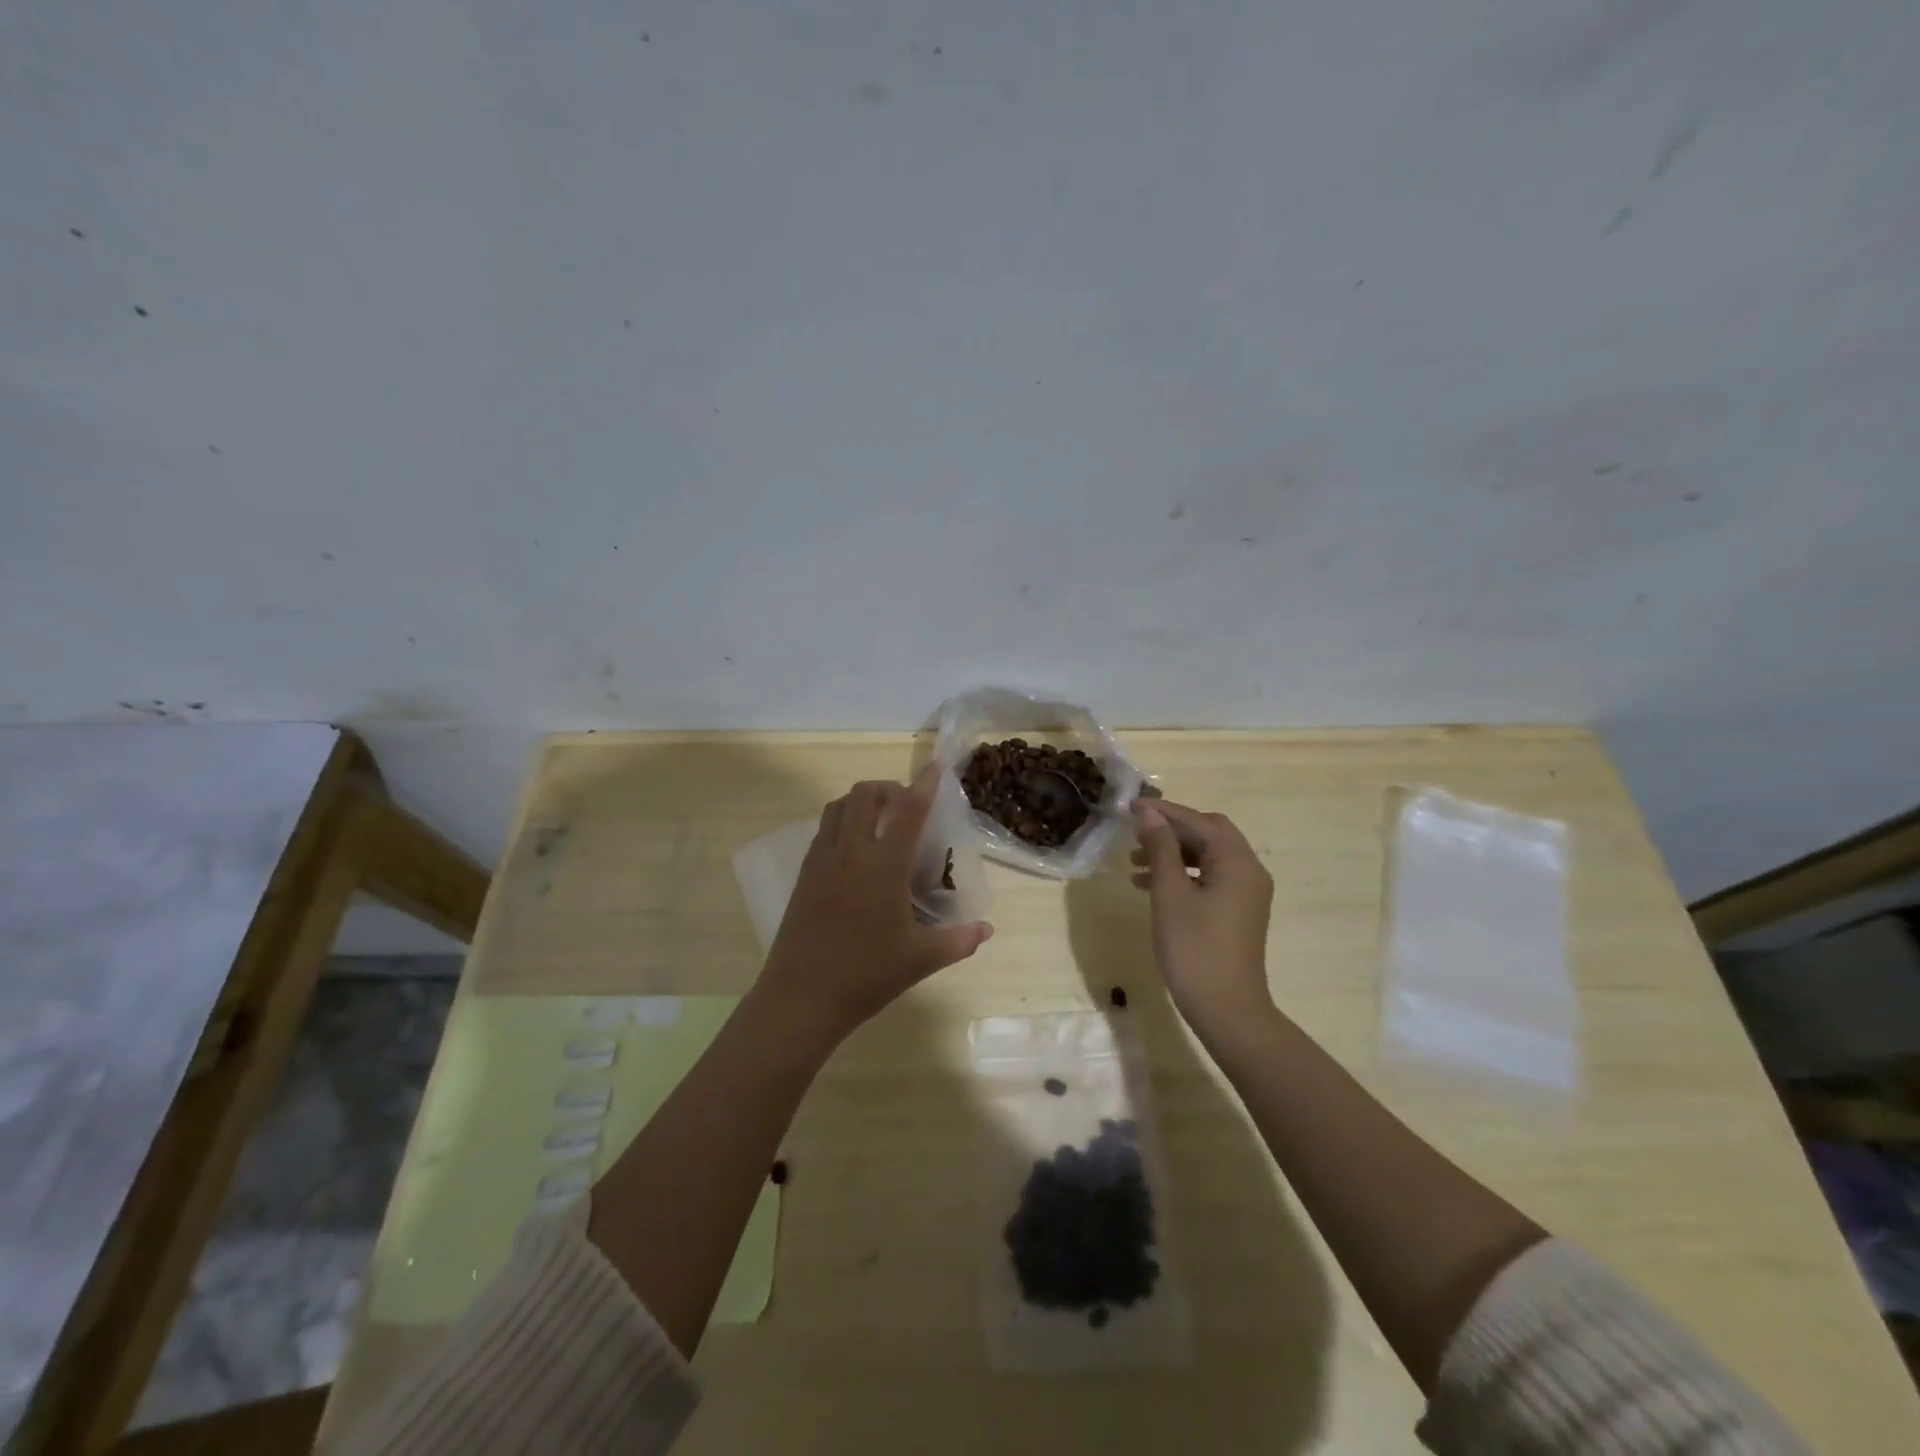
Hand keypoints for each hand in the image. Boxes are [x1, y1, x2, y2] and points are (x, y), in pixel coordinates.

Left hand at [759, 765, 993, 1042]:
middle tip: (906, 805)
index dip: (924, 785)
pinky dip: (842, 822)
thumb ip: (959, 940)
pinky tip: (854, 849)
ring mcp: (821, 860)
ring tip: (880, 821)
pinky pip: (823, 830)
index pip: (908, 812)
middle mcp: (851, 852)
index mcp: (883, 866)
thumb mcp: (921, 959)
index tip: (935, 768)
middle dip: (888, 788)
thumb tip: (987, 929)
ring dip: (861, 802)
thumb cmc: (866, 975)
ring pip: (838, 807)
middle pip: (864, 795)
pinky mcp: (804, 874)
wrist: (801, 997)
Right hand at [1130, 799, 1274, 1033]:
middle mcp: (1249, 870)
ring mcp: (1246, 893)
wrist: (1227, 1011)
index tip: (1130, 807)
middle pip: (1208, 833)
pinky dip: (1183, 874)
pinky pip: (1210, 877)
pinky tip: (1150, 885)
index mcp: (1237, 862)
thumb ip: (1161, 849)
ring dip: (1173, 853)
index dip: (1164, 811)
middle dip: (1171, 829)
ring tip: (1134, 862)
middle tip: (1136, 832)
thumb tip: (1149, 813)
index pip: (1198, 821)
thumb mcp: (1170, 894)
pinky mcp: (1238, 911)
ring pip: (1208, 856)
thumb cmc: (1194, 949)